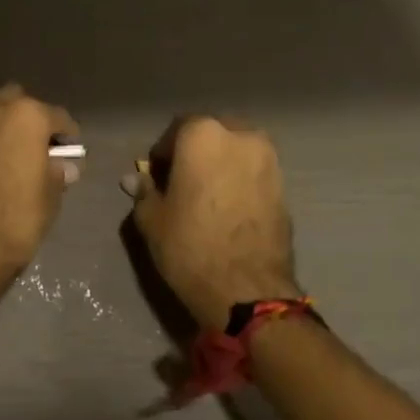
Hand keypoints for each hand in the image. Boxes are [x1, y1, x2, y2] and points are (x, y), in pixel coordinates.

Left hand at [0, 85, 80, 293]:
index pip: (56, 117)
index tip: (69, 150)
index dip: (66, 135)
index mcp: (25, 116)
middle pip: (15, 101)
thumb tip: (61, 166)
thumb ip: (56, 173)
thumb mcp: (49, 198)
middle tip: (34, 145)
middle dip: (27, 118)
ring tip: (6, 152)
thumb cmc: (14, 222)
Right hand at [125, 116, 301, 330]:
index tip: (157, 177)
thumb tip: (134, 179)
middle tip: (183, 182)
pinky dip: (241, 182)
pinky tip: (229, 209)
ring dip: (222, 165)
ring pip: (237, 151)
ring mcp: (268, 160)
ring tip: (208, 196)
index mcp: (203, 134)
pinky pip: (255, 173)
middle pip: (212, 134)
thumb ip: (144, 191)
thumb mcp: (152, 219)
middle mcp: (240, 136)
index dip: (164, 153)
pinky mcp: (285, 187)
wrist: (247, 289)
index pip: (177, 130)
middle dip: (196, 152)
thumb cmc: (189, 246)